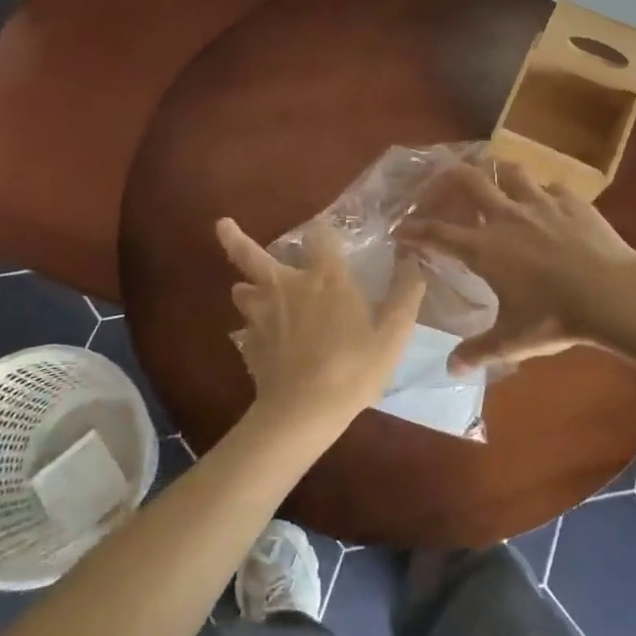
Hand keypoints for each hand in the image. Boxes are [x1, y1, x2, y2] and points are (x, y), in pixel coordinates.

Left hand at [216, 217, 424, 433]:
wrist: (304, 412)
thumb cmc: (354, 367)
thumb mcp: (394, 333)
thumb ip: (406, 293)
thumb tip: (414, 260)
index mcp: (324, 278)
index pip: (319, 237)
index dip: (323, 234)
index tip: (325, 236)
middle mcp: (286, 286)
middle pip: (250, 255)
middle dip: (234, 238)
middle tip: (221, 224)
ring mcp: (261, 316)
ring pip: (242, 292)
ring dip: (248, 290)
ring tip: (253, 293)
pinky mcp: (249, 345)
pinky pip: (247, 331)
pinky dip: (253, 331)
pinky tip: (262, 342)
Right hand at [399, 161, 635, 373]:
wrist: (612, 293)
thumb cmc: (556, 316)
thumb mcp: (513, 340)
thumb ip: (479, 351)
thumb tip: (450, 370)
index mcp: (484, 248)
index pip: (437, 233)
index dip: (415, 230)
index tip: (401, 229)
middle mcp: (505, 216)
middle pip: (467, 180)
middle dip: (447, 177)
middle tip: (440, 182)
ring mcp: (540, 203)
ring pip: (509, 171)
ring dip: (495, 171)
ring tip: (492, 177)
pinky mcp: (571, 200)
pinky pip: (549, 185)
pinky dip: (541, 191)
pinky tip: (545, 200)